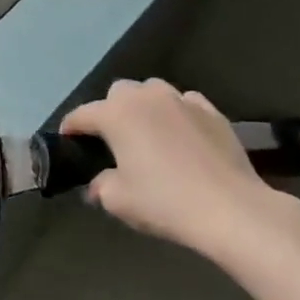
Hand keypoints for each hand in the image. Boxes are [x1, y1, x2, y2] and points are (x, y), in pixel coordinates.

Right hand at [60, 78, 299, 260]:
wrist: (232, 209)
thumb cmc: (165, 202)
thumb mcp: (118, 201)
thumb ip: (100, 186)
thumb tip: (98, 184)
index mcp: (116, 114)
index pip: (81, 115)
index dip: (70, 128)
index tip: (67, 142)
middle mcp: (145, 97)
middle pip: (117, 93)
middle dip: (110, 110)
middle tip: (112, 140)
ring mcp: (182, 100)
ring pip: (152, 91)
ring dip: (144, 106)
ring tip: (148, 132)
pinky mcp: (212, 112)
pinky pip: (185, 103)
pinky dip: (177, 113)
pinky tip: (182, 135)